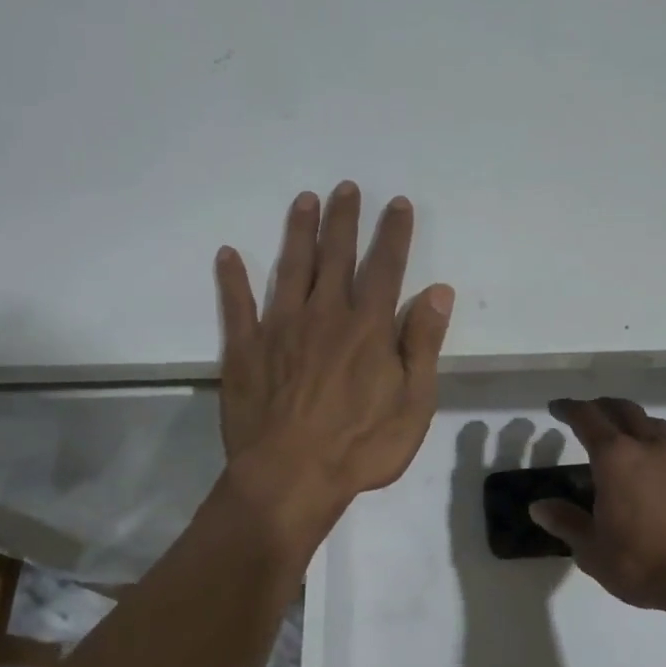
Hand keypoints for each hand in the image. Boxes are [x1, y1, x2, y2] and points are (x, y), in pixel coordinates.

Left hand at [215, 183, 454, 552]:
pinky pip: (236, 306)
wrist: (290, 478)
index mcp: (368, 327)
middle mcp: (324, 315)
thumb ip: (423, 344)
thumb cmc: (360, 447)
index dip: (393, 233)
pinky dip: (233, 278)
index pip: (385, 267)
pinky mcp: (244, 349)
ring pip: (291, 268)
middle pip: (336, 256)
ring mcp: (279, 328)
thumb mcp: (413, 403)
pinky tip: (228, 254)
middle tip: (345, 187)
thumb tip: (437, 291)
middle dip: (343, 219)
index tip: (396, 203)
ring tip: (304, 201)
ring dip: (298, 232)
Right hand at [530, 397, 665, 615]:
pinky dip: (654, 446)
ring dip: (632, 420)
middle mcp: (648, 448)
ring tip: (621, 435)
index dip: (569, 409)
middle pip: (623, 410)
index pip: (587, 418)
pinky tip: (652, 470)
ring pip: (652, 424)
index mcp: (615, 458)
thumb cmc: (644, 562)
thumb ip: (566, 523)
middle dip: (601, 406)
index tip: (557, 407)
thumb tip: (539, 507)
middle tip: (586, 414)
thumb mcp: (593, 550)